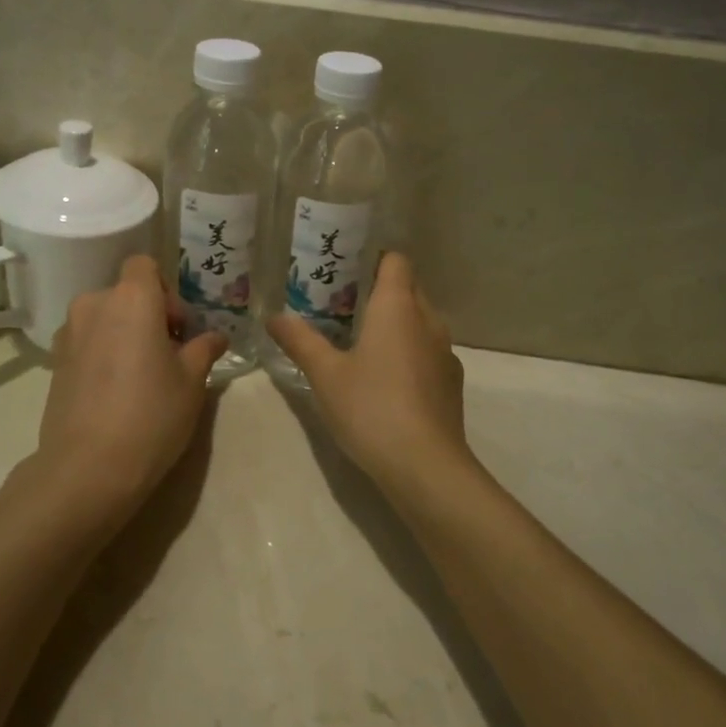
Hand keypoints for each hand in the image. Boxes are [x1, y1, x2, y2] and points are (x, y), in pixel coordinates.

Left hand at [27, 255, 227, 528]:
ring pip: (104, 318)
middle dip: (147, 315)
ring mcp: (68, 333)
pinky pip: (86, 341)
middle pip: (124, 293)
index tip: (177, 327)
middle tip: (167, 354)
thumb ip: (203, 349)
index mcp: (131, 299)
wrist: (88, 467)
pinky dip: (103, 353)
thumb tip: (216, 337)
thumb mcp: (191, 382)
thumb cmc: (151, 415)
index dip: (165, 289)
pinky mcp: (54, 362)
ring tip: (140, 376)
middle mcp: (94, 304)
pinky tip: (115, 391)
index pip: (144, 265)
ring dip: (123, 333)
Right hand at [268, 253, 473, 494]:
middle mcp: (428, 320)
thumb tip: (274, 317)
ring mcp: (445, 353)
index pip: (395, 261)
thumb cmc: (371, 408)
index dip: (373, 259)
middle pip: (408, 289)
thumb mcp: (325, 375)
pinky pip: (428, 352)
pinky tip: (386, 380)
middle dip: (379, 292)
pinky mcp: (451, 383)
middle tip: (343, 307)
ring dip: (396, 325)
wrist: (425, 466)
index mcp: (398, 307)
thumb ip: (300, 341)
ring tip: (361, 342)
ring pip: (420, 322)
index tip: (346, 271)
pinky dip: (409, 353)